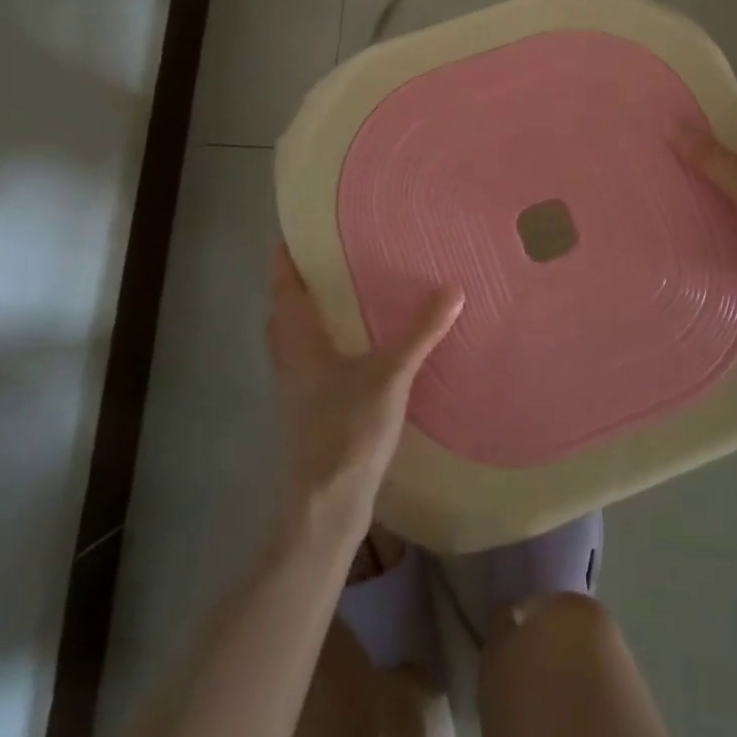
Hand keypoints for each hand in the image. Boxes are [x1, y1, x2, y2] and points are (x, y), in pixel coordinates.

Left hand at [266, 244, 462, 531]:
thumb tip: (452, 288)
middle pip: (284, 313)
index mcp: (300, 341)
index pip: (284, 287)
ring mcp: (297, 389)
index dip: (285, 259)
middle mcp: (291, 360)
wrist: (326, 505)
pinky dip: (324, 346)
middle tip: (327, 261)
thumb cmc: (347, 429)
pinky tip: (357, 350)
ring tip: (344, 297)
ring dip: (310, 317)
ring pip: (295, 340)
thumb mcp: (390, 374)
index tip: (294, 231)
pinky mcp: (311, 411)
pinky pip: (311, 363)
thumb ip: (420, 332)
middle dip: (298, 286)